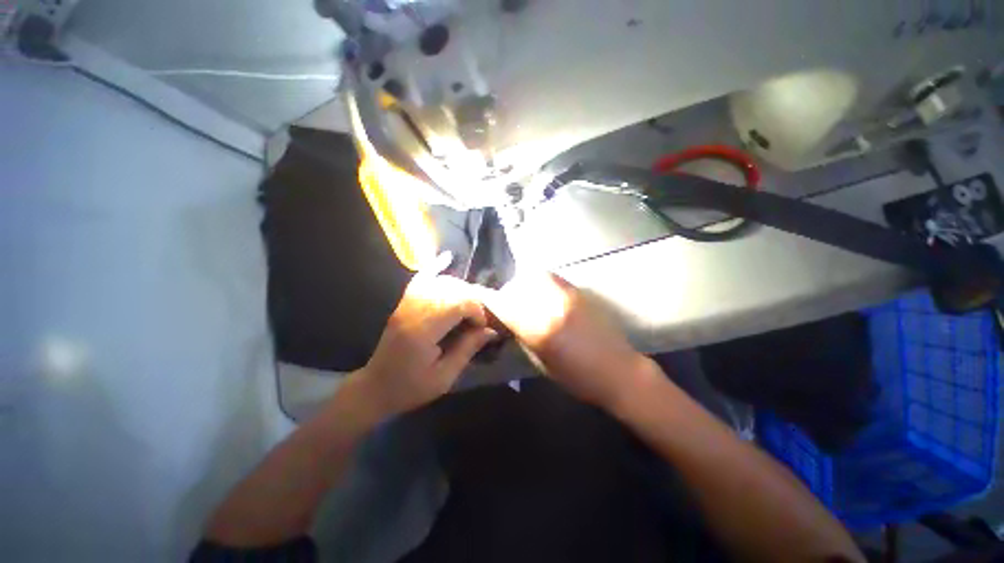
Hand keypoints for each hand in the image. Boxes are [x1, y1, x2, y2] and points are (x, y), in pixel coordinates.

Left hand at [354, 253, 496, 418]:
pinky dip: (434, 268)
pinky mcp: (403, 303)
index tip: (481, 327)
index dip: (476, 311)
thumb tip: (491, 330)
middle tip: (478, 318)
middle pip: (450, 290)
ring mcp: (405, 304)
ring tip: (469, 305)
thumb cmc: (410, 388)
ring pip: (439, 282)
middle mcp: (412, 310)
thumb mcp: (444, 377)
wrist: (375, 387)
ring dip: (460, 289)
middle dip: (471, 300)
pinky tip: (446, 258)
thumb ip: (467, 349)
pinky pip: (420, 279)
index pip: (457, 304)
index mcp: (422, 331)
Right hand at [478, 271, 650, 409]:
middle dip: (506, 295)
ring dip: (522, 286)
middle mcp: (552, 303)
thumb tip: (504, 319)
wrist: (618, 369)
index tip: (481, 304)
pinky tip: (541, 296)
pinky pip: (550, 278)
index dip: (488, 303)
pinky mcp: (578, 289)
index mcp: (541, 327)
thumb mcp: (540, 360)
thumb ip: (519, 334)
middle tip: (506, 307)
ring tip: (524, 299)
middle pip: (517, 286)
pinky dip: (538, 283)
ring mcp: (567, 293)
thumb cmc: (577, 376)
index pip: (504, 306)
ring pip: (533, 276)